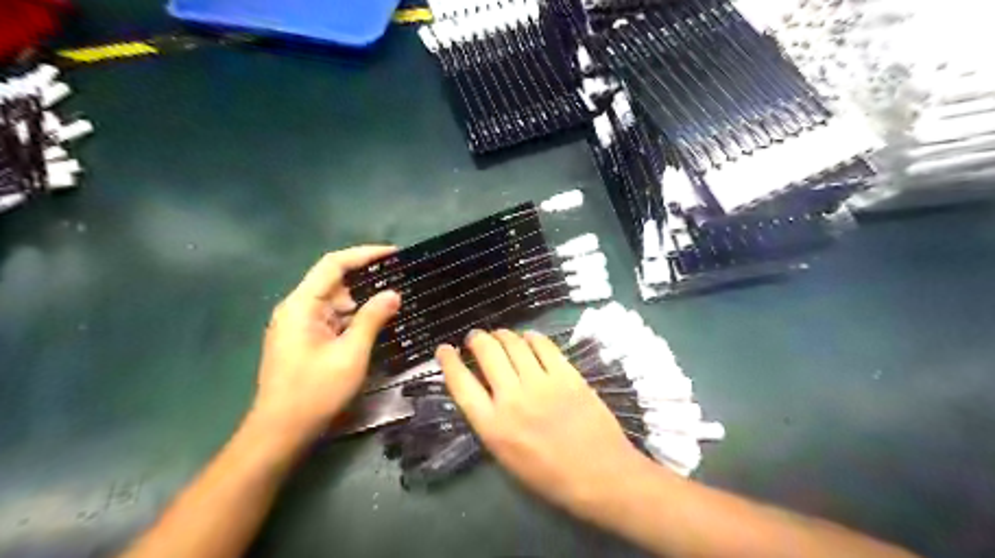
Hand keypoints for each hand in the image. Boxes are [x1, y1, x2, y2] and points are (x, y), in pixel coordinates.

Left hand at [251, 246, 399, 441]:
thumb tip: (393, 294)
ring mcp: (300, 326)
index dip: (364, 254)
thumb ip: (372, 319)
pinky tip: (378, 321)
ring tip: (398, 299)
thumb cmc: (315, 391)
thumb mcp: (351, 353)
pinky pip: (334, 320)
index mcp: (302, 305)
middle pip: (335, 283)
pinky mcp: (305, 341)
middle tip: (403, 279)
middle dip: (369, 280)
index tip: (394, 253)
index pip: (334, 265)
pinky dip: (355, 318)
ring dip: (364, 301)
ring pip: (336, 303)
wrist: (281, 432)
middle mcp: (297, 309)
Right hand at [436, 329, 654, 515]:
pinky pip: (543, 346)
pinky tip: (528, 338)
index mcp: (493, 426)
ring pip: (513, 343)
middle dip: (477, 339)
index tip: (444, 349)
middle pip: (487, 353)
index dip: (449, 362)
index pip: (461, 384)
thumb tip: (483, 390)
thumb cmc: (550, 476)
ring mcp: (541, 383)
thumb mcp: (506, 457)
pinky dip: (531, 337)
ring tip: (500, 335)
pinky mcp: (566, 375)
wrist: (600, 475)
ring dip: (502, 334)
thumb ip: (490, 421)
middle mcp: (512, 398)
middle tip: (476, 338)